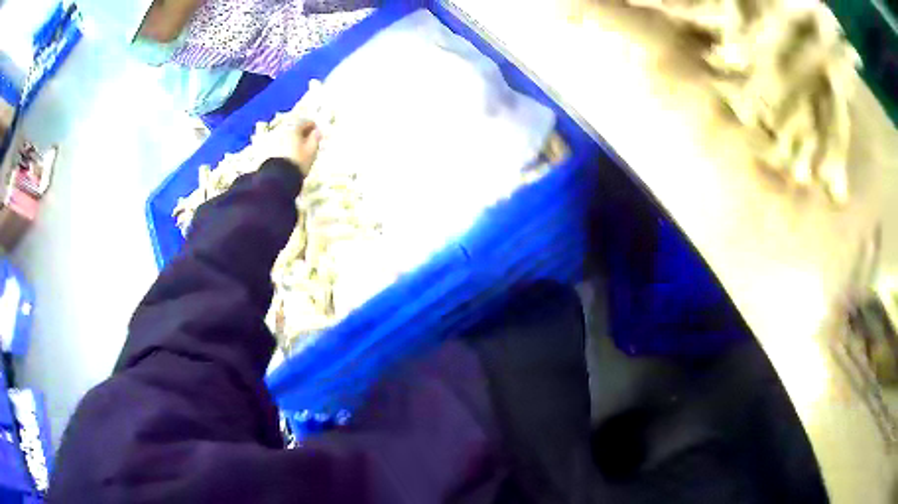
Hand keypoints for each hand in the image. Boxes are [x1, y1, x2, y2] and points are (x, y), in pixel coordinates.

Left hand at [268, 120, 321, 175]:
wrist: (276, 178)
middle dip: (300, 132)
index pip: (306, 121)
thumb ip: (315, 138)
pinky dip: (282, 145)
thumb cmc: (297, 162)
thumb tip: (316, 131)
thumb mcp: (312, 150)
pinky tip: (286, 153)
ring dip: (290, 138)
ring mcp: (270, 138)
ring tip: (296, 148)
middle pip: (293, 126)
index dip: (313, 127)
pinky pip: (276, 142)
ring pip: (283, 134)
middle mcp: (280, 129)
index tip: (317, 134)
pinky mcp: (264, 148)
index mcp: (293, 127)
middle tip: (306, 140)